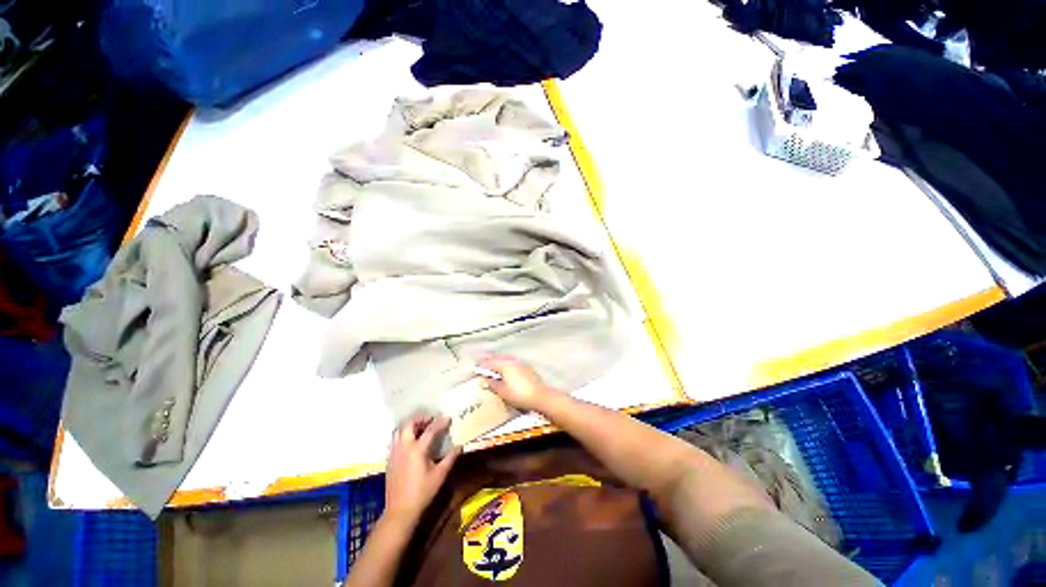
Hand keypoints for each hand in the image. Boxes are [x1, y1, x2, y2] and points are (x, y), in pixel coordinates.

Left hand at [384, 415, 460, 524]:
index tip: (448, 417)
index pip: (430, 430)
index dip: (440, 422)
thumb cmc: (422, 493)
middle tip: (430, 420)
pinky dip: (404, 434)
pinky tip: (411, 442)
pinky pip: (395, 440)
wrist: (400, 512)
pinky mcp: (389, 460)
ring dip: (410, 425)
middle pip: (409, 424)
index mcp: (417, 450)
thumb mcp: (440, 475)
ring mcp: (394, 453)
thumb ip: (450, 458)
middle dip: (420, 418)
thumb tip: (460, 446)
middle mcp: (404, 447)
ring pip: (399, 430)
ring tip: (421, 428)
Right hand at [477, 355, 556, 412]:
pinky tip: (506, 368)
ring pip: (506, 358)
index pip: (490, 362)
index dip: (481, 363)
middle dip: (489, 359)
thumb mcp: (502, 392)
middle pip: (498, 357)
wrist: (540, 396)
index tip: (475, 364)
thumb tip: (484, 381)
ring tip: (492, 364)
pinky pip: (512, 361)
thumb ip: (492, 384)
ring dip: (498, 359)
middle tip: (482, 361)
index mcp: (504, 365)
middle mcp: (512, 361)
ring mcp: (520, 363)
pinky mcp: (526, 367)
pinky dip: (506, 362)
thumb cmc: (519, 395)